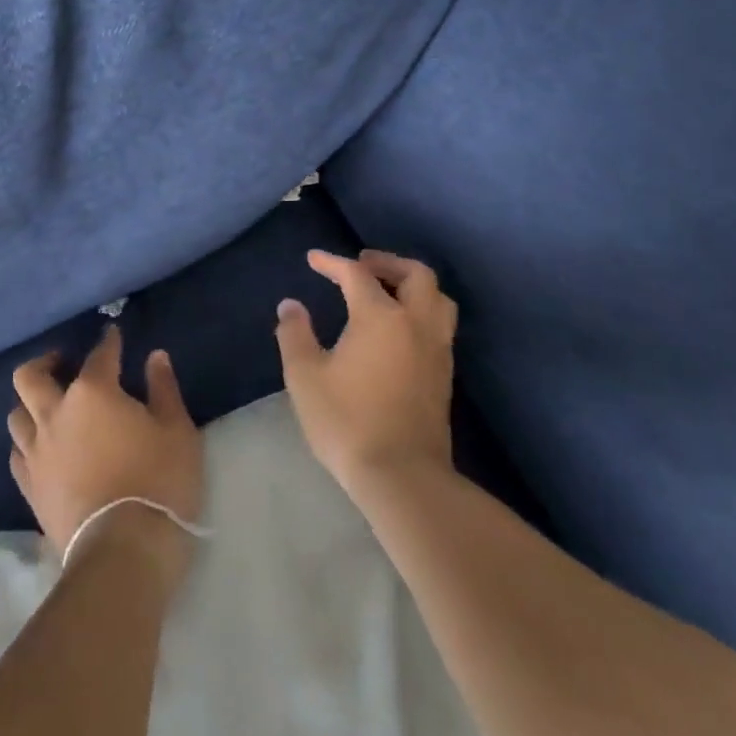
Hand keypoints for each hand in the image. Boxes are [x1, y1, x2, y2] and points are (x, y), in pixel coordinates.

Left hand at [9, 327, 203, 588]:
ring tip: (50, 408)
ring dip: (31, 404)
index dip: (108, 342)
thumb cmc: (158, 482)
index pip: (99, 356)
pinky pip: (18, 454)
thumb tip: (155, 357)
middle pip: (30, 376)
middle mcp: (55, 414)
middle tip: (62, 365)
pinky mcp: (30, 488)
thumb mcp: (176, 430)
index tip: (113, 335)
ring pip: (17, 414)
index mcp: (93, 393)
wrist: (123, 551)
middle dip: (45, 363)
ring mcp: (37, 452)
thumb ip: (163, 388)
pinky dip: (27, 444)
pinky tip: (42, 449)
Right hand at [275, 249, 457, 495]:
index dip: (332, 262)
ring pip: (437, 299)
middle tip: (360, 265)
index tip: (313, 259)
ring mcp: (436, 350)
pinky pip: (439, 325)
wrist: (401, 476)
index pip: (357, 275)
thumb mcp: (305, 376)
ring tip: (386, 291)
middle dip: (387, 263)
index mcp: (381, 317)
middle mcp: (416, 324)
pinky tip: (398, 328)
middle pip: (416, 275)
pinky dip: (421, 310)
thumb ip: (295, 334)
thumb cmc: (347, 420)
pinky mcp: (444, 375)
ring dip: (412, 285)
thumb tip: (291, 306)